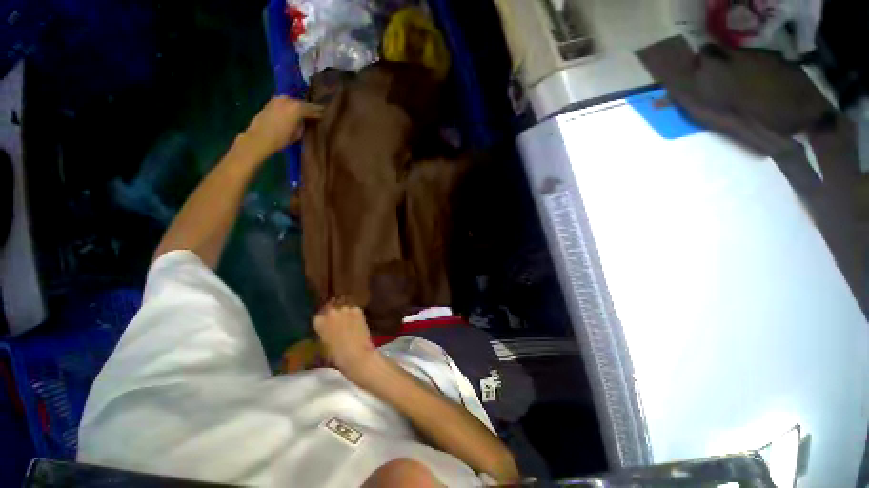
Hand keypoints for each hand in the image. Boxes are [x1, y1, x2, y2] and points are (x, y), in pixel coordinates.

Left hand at [241, 96, 322, 160]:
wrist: (259, 138)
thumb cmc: (281, 138)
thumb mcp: (297, 134)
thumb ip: (302, 124)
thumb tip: (304, 121)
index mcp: (297, 108)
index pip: (313, 109)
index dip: (320, 112)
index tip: (325, 114)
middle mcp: (288, 100)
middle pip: (302, 103)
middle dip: (309, 108)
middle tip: (316, 113)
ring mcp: (278, 99)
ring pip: (293, 102)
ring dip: (298, 107)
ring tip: (304, 112)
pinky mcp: (271, 102)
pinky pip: (285, 103)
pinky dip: (290, 107)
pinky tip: (292, 112)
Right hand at [313, 302, 376, 377]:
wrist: (356, 355)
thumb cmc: (336, 356)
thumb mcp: (323, 346)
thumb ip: (322, 334)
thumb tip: (325, 331)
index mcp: (319, 322)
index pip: (318, 318)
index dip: (323, 323)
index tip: (326, 328)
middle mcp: (330, 312)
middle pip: (331, 311)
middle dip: (333, 316)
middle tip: (338, 325)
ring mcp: (345, 309)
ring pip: (343, 309)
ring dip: (345, 314)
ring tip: (349, 323)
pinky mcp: (357, 310)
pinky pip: (354, 310)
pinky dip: (355, 315)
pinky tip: (357, 323)